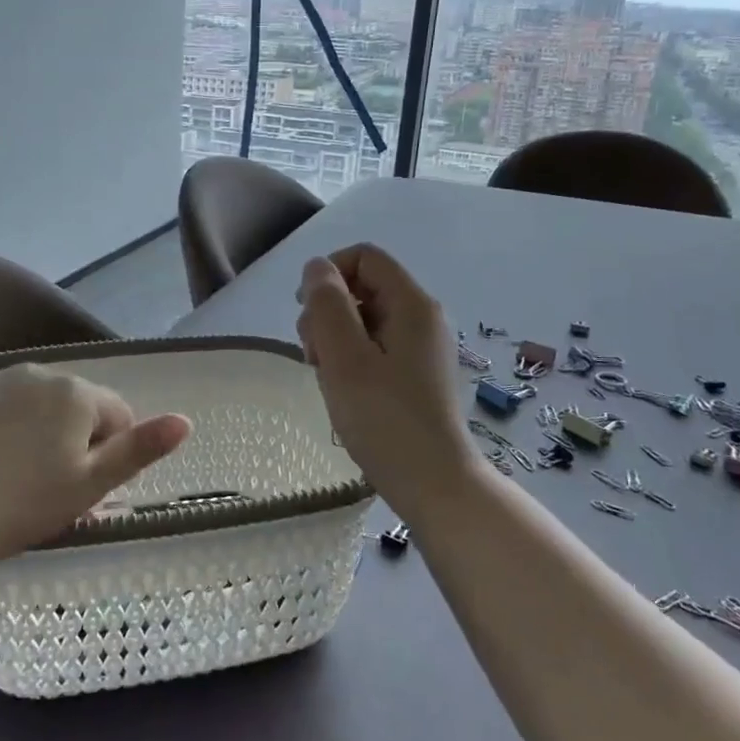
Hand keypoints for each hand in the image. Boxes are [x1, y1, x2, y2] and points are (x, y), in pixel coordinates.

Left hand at [0, 363, 190, 578]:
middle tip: (54, 489)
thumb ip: (140, 449)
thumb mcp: (91, 484)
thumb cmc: (24, 506)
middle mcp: (40, 372)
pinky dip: (7, 429)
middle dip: (76, 441)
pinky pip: (4, 407)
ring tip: (19, 479)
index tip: (85, 490)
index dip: (109, 455)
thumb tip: (185, 421)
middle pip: (78, 407)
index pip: (118, 415)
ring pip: (40, 406)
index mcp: (77, 392)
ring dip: (43, 433)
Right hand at [295, 244, 480, 510]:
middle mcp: (421, 317)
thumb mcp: (345, 358)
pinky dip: (350, 358)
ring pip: (364, 319)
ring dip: (334, 338)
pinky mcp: (415, 373)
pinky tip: (342, 389)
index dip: (329, 273)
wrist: (433, 483)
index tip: (306, 311)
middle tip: (313, 355)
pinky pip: (374, 346)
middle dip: (327, 311)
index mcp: (412, 304)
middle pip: (363, 287)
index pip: (364, 257)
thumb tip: (317, 267)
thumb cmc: (385, 419)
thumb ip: (327, 305)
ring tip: (325, 377)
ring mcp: (420, 347)